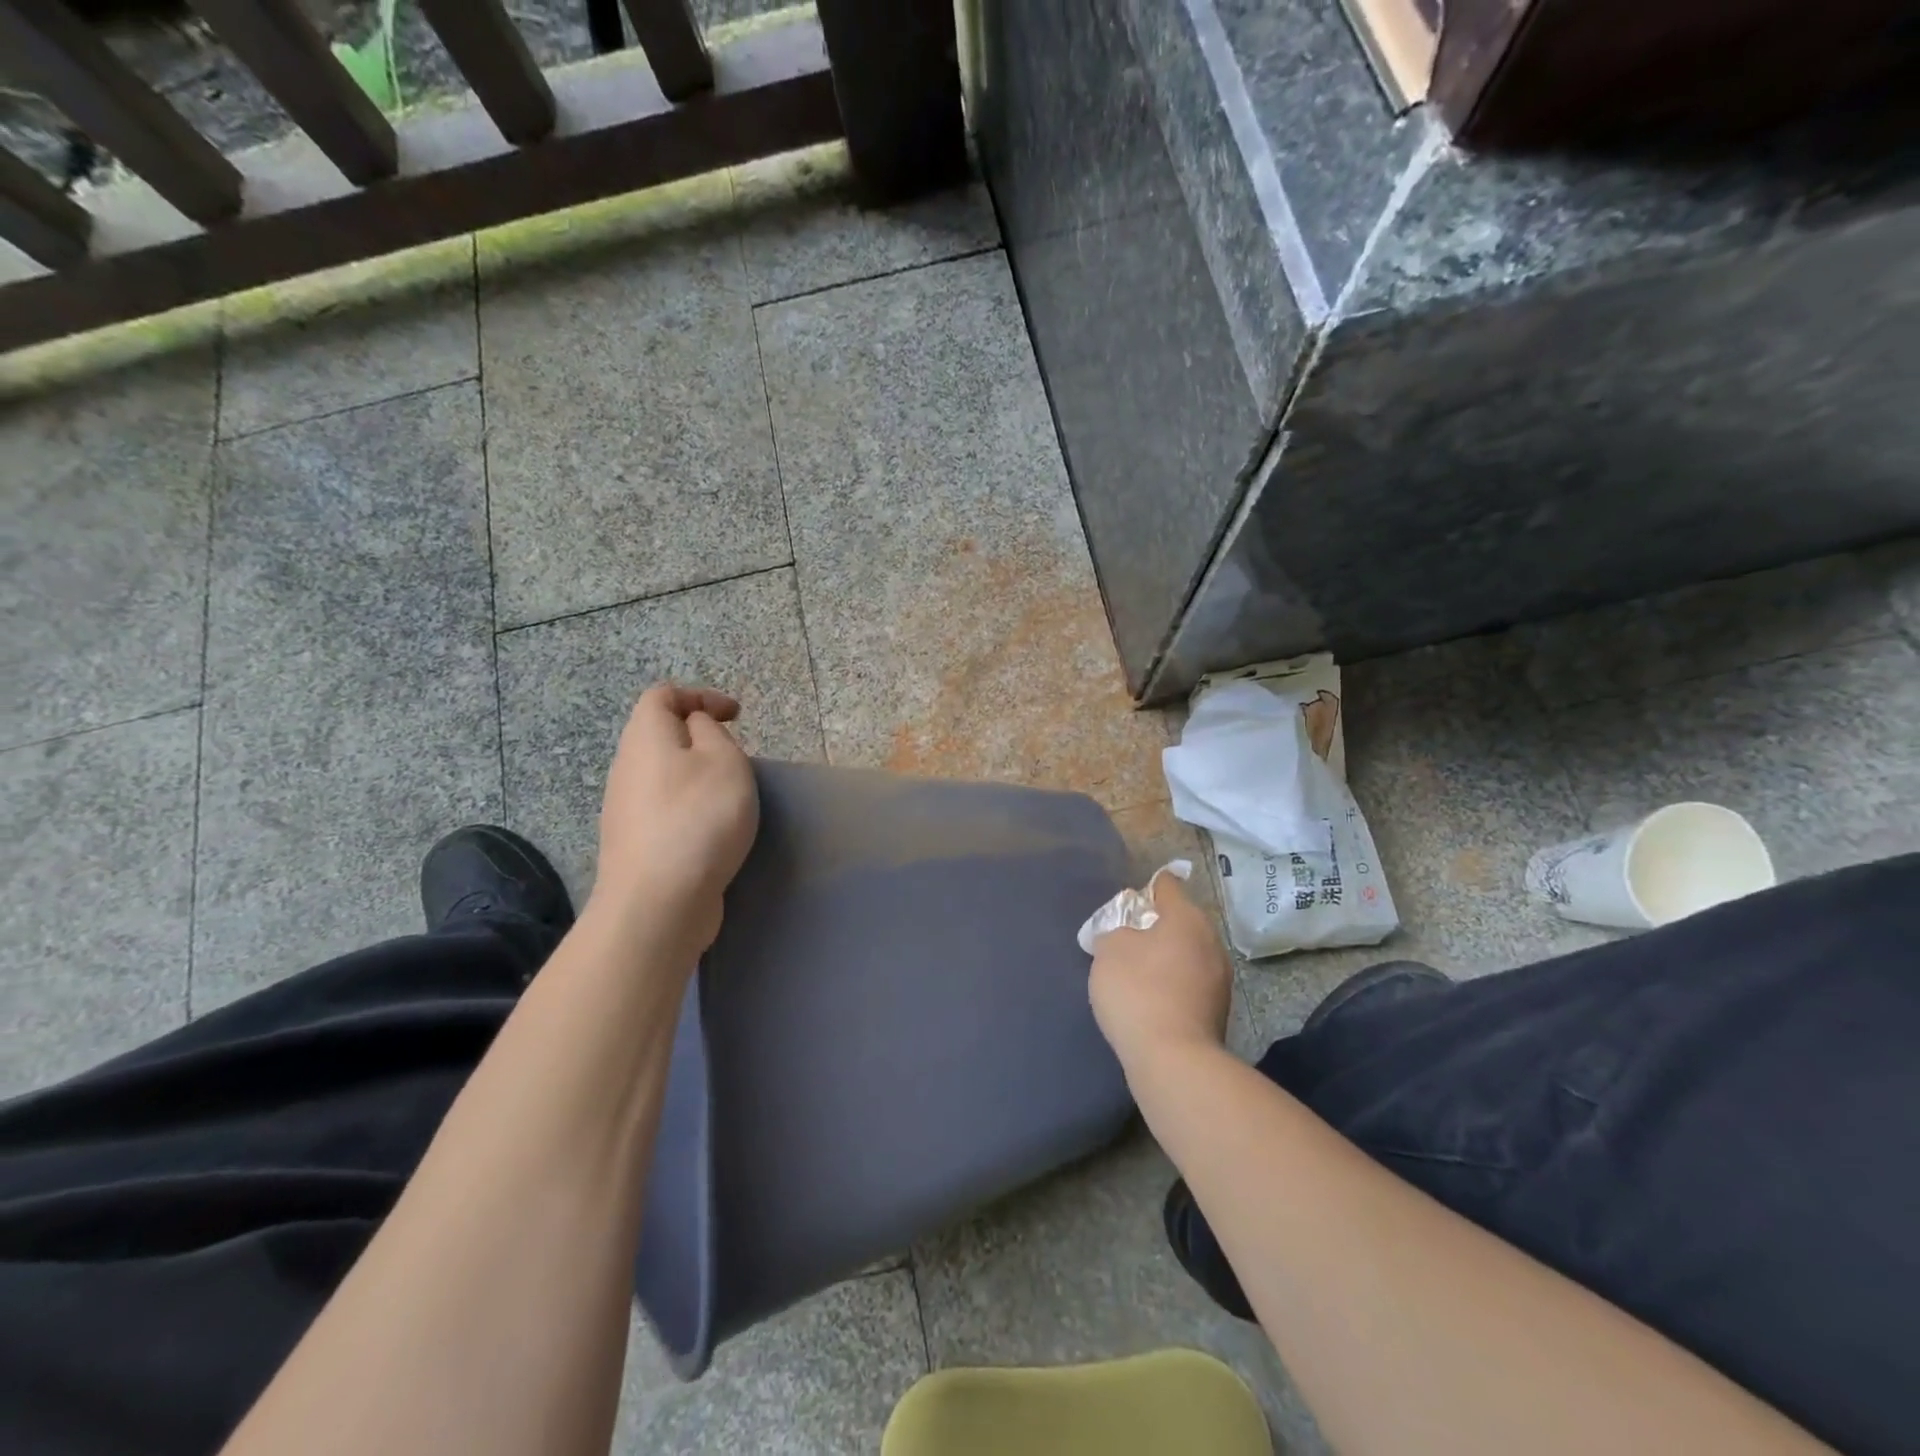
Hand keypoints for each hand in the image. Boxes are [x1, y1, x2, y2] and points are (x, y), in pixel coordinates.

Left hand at [592, 684, 758, 956]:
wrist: (658, 902)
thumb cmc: (699, 819)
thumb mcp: (724, 760)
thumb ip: (712, 732)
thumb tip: (695, 728)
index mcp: (645, 736)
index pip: (663, 695)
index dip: (700, 696)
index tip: (736, 716)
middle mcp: (626, 766)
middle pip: (658, 734)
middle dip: (698, 737)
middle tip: (734, 756)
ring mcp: (624, 807)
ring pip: (661, 774)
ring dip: (694, 775)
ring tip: (727, 795)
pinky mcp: (633, 842)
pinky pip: (662, 808)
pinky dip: (687, 806)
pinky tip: (710, 830)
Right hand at [1088, 869, 1233, 1077]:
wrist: (1173, 1060)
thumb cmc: (1138, 991)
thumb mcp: (1109, 950)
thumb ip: (1115, 930)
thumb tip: (1127, 935)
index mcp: (1187, 918)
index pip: (1167, 885)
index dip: (1146, 888)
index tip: (1129, 900)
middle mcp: (1211, 941)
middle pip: (1180, 921)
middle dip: (1155, 927)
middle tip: (1126, 939)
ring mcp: (1220, 978)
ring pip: (1187, 953)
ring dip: (1165, 957)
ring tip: (1137, 973)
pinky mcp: (1219, 1010)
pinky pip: (1190, 983)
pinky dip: (1173, 984)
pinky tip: (1152, 1000)